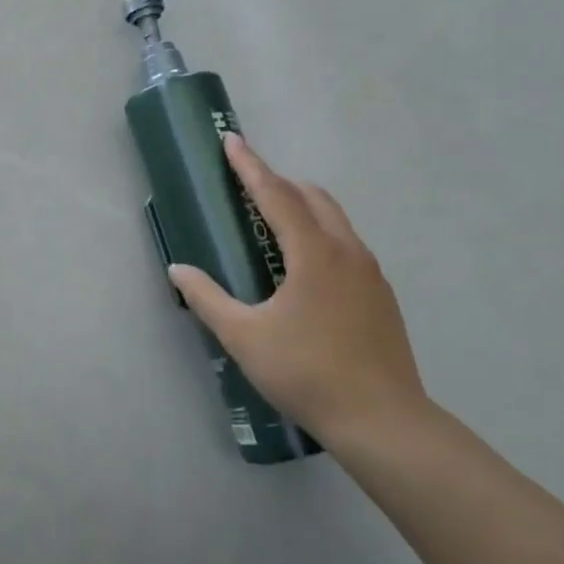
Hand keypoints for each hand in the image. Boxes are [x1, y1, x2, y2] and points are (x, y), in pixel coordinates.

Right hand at [167, 135, 427, 449]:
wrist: (385, 424)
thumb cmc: (307, 373)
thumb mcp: (244, 337)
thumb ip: (207, 298)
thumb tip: (178, 270)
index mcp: (314, 253)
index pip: (276, 194)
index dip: (250, 165)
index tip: (231, 139)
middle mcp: (347, 251)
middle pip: (312, 196)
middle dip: (278, 182)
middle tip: (247, 186)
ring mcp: (370, 273)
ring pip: (335, 219)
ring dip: (303, 206)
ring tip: (273, 221)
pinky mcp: (381, 295)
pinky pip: (347, 243)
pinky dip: (321, 232)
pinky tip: (305, 267)